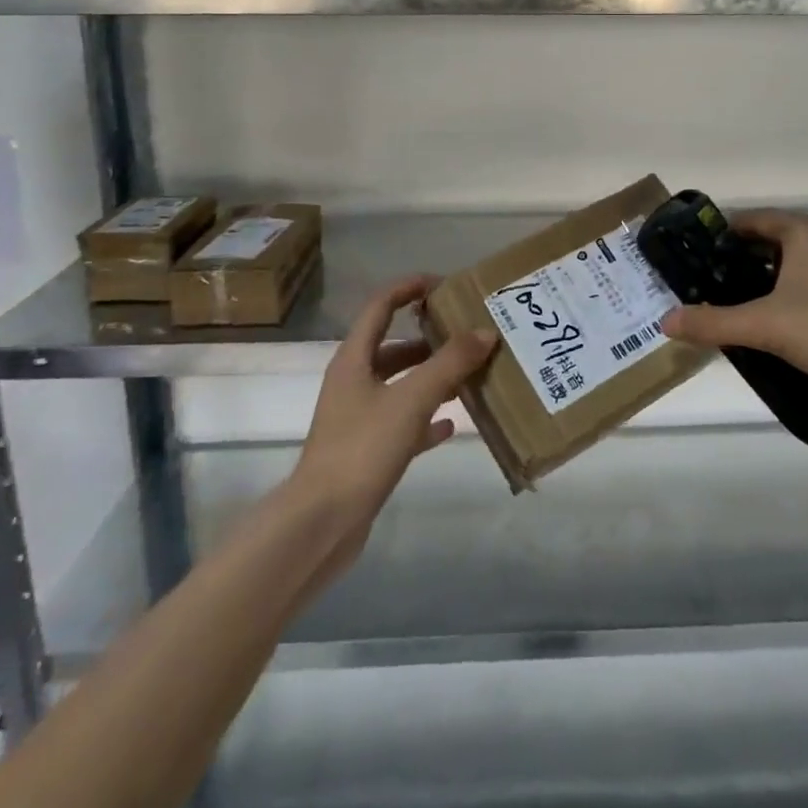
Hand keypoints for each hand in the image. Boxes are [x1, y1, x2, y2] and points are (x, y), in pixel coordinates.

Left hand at [290, 276, 496, 531]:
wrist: (322, 523)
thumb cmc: (362, 449)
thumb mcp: (411, 399)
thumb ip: (449, 363)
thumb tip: (485, 332)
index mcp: (354, 360)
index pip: (380, 306)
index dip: (408, 288)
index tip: (443, 284)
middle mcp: (353, 382)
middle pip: (393, 347)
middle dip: (429, 339)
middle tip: (467, 334)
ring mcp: (358, 418)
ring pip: (400, 385)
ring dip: (431, 378)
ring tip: (468, 375)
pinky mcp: (366, 451)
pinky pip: (402, 423)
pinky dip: (426, 419)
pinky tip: (452, 424)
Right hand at [660, 210, 807, 410]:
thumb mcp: (766, 325)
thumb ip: (714, 322)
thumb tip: (666, 322)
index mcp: (804, 231)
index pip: (750, 220)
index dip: (718, 239)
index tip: (692, 263)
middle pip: (769, 243)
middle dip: (737, 266)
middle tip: (706, 291)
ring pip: (792, 267)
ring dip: (763, 285)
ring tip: (733, 312)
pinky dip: (788, 299)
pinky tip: (776, 329)